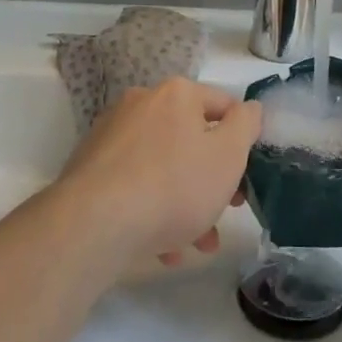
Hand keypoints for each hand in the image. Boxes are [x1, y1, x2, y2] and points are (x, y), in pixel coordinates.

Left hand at [58, 78, 261, 270]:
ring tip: (197, 244)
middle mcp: (142, 104)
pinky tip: (163, 248)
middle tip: (226, 212)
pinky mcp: (91, 167)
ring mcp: (112, 135)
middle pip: (191, 139)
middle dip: (213, 180)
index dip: (243, 140)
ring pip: (163, 166)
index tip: (249, 176)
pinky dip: (153, 210)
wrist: (95, 224)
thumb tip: (250, 108)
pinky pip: (135, 184)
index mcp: (177, 94)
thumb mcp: (228, 156)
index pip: (223, 105)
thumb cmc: (173, 185)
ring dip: (186, 203)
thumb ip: (246, 126)